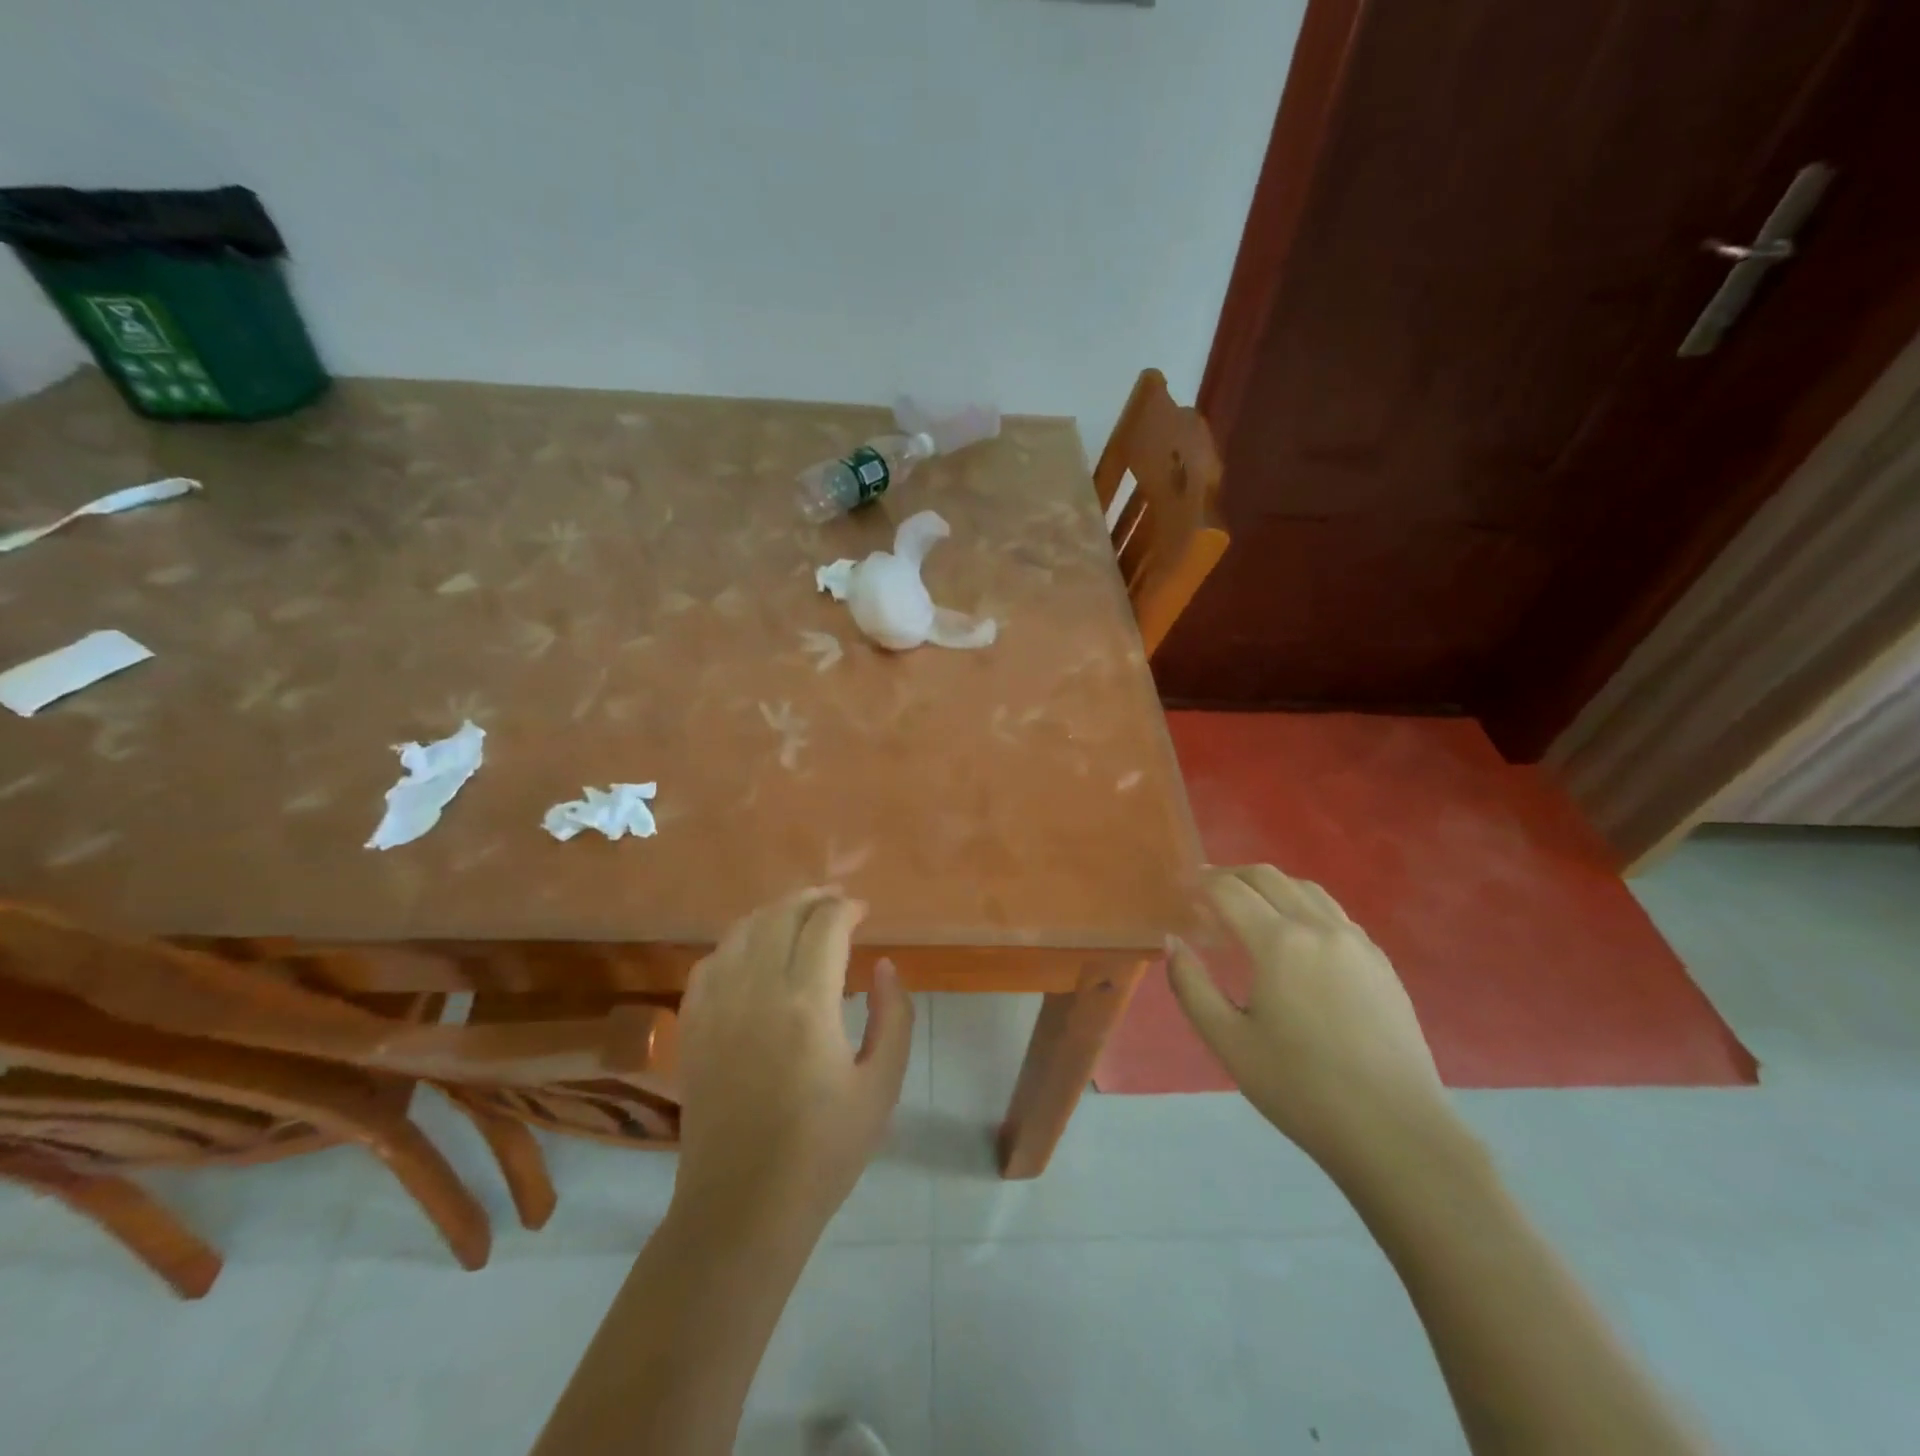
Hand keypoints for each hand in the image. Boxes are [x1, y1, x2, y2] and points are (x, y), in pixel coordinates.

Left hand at [674, 889, 914, 1225]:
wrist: (742, 1208)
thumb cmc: (823, 1151)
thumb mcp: (882, 1085)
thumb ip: (893, 1016)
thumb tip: (883, 965)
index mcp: (806, 1005)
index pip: (825, 926)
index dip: (847, 909)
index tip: (863, 912)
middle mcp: (755, 991)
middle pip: (781, 916)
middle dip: (813, 899)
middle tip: (836, 902)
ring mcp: (716, 1007)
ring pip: (743, 930)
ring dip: (775, 913)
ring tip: (799, 916)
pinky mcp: (692, 1026)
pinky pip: (711, 961)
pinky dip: (737, 941)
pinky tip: (752, 951)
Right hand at [1167, 865, 1453, 1183]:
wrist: (1395, 1131)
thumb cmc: (1301, 1089)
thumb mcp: (1228, 1042)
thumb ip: (1191, 986)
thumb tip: (1173, 941)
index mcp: (1278, 943)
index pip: (1229, 891)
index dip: (1201, 882)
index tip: (1182, 887)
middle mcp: (1318, 927)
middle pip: (1267, 877)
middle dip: (1231, 875)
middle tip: (1206, 890)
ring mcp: (1355, 940)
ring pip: (1304, 888)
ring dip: (1269, 885)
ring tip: (1248, 904)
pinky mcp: (1380, 960)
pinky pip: (1333, 912)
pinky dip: (1302, 904)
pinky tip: (1294, 933)